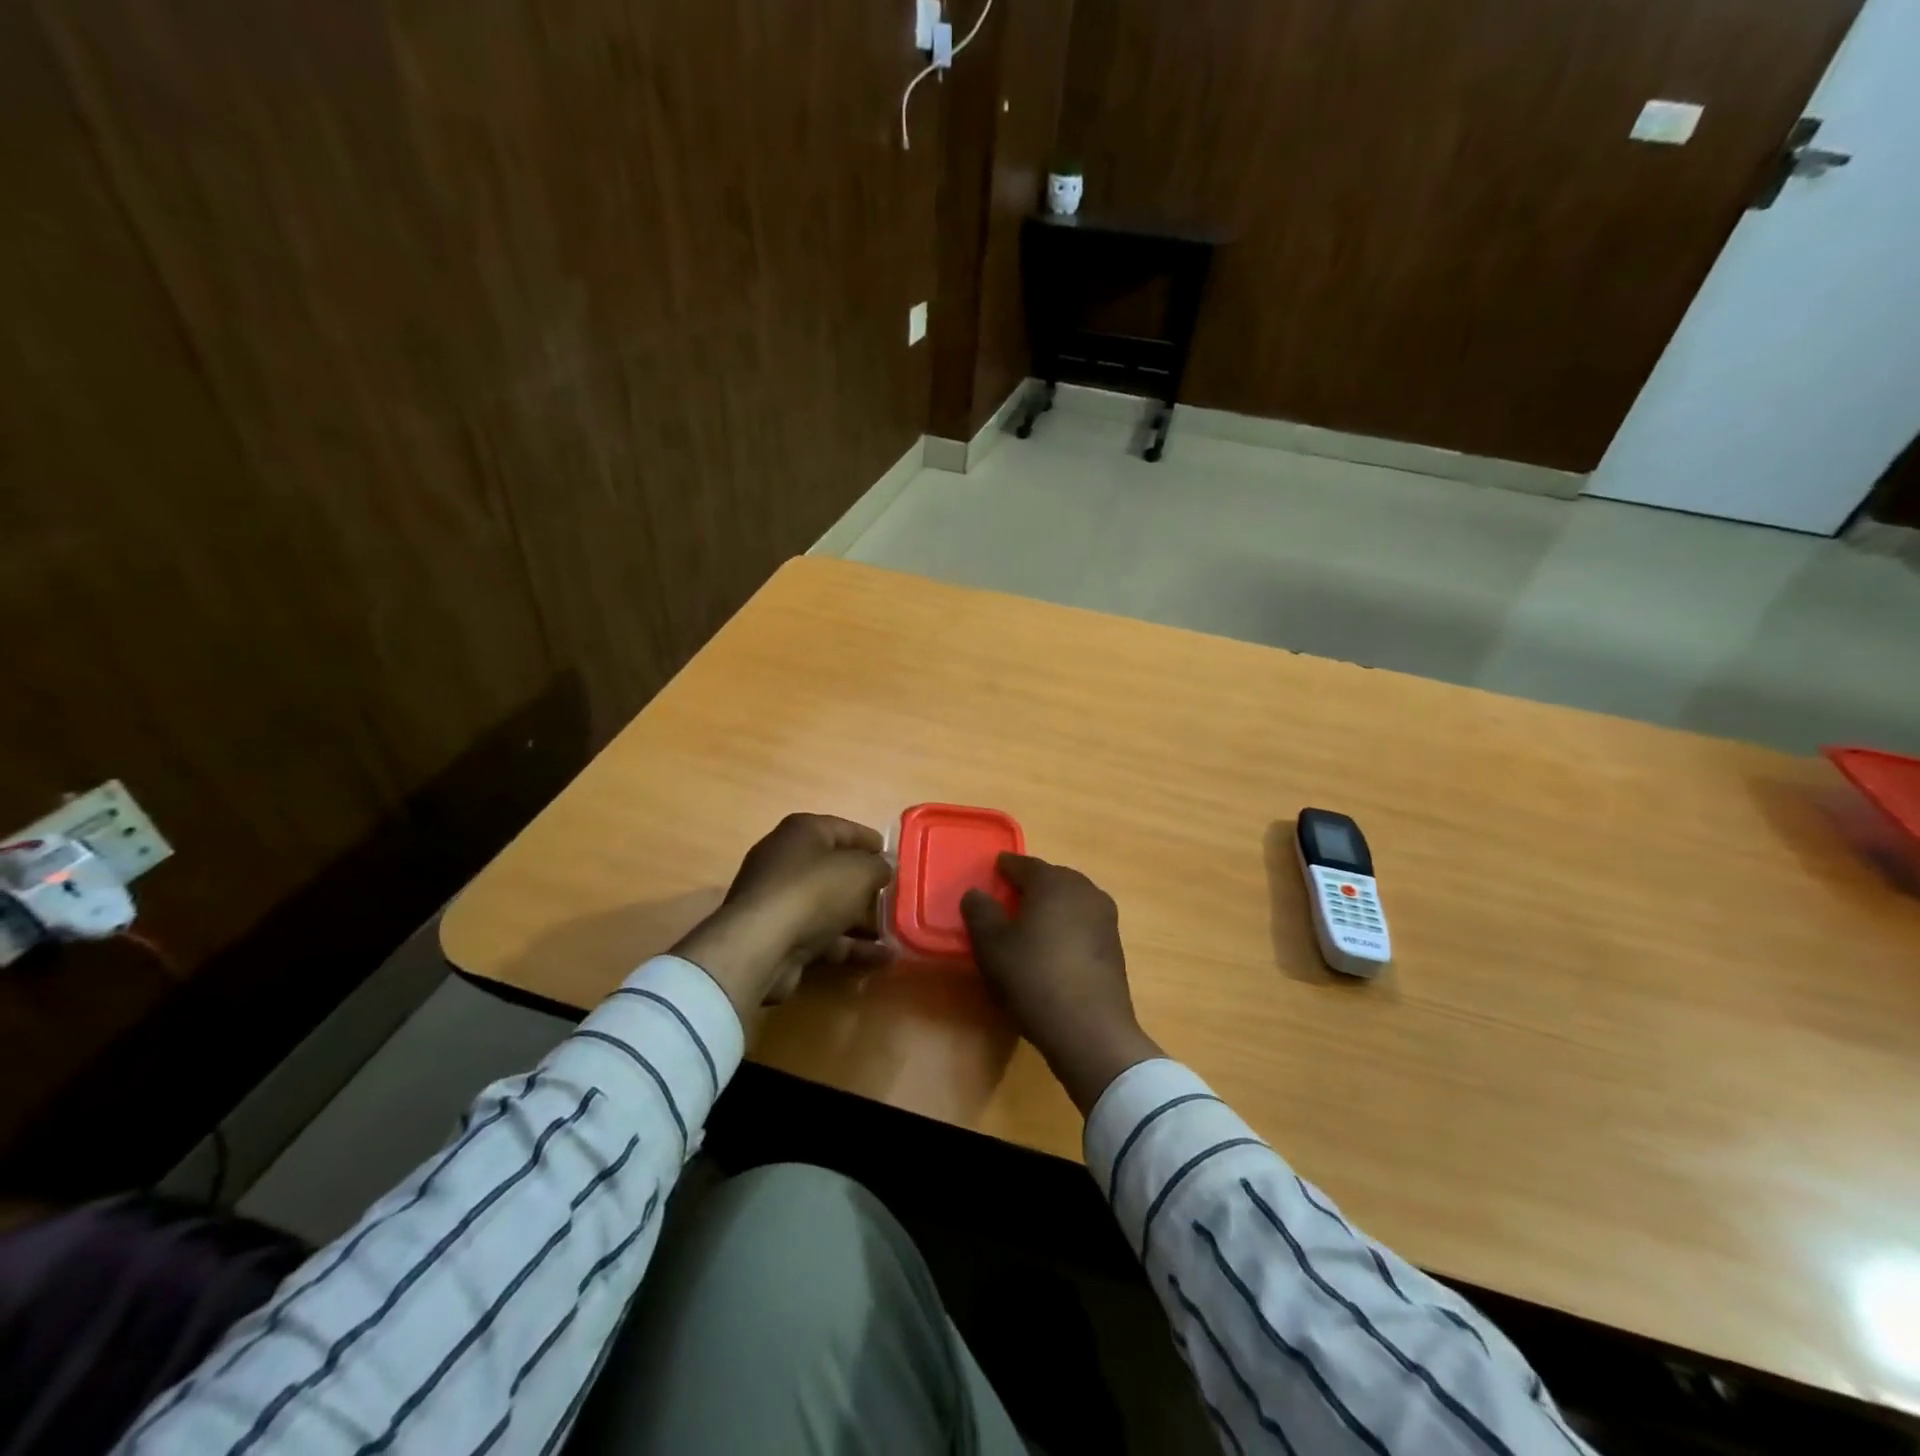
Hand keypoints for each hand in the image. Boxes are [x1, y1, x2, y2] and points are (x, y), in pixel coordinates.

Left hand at [673, 814, 893, 1023]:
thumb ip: (878, 867)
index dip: (871, 842)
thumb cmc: (813, 891)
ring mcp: (781, 901)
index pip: (843, 829)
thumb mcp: (860, 871)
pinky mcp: (781, 936)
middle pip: (836, 869)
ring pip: (831, 906)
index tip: (895, 857)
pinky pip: (824, 935)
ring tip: (898, 931)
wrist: (761, 946)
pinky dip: (851, 945)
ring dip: (863, 919)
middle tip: (898, 896)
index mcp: (802, 832)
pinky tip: (884, 958)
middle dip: (868, 884)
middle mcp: (787, 861)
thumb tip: (884, 867)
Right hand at [961, 854, 1162, 1114]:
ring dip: (1051, 906)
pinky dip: (1066, 927)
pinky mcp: (1114, 945)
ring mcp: (1105, 917)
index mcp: (1053, 882)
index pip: (1024, 864)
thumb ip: (980, 912)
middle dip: (1030, 885)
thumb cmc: (1034, 977)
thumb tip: (976, 893)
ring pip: (1070, 901)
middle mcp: (1084, 890)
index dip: (1005, 867)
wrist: (1090, 1029)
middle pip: (1051, 879)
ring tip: (1030, 924)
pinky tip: (1053, 947)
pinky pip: (1083, 923)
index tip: (993, 871)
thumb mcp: (992, 945)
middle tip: (1008, 898)